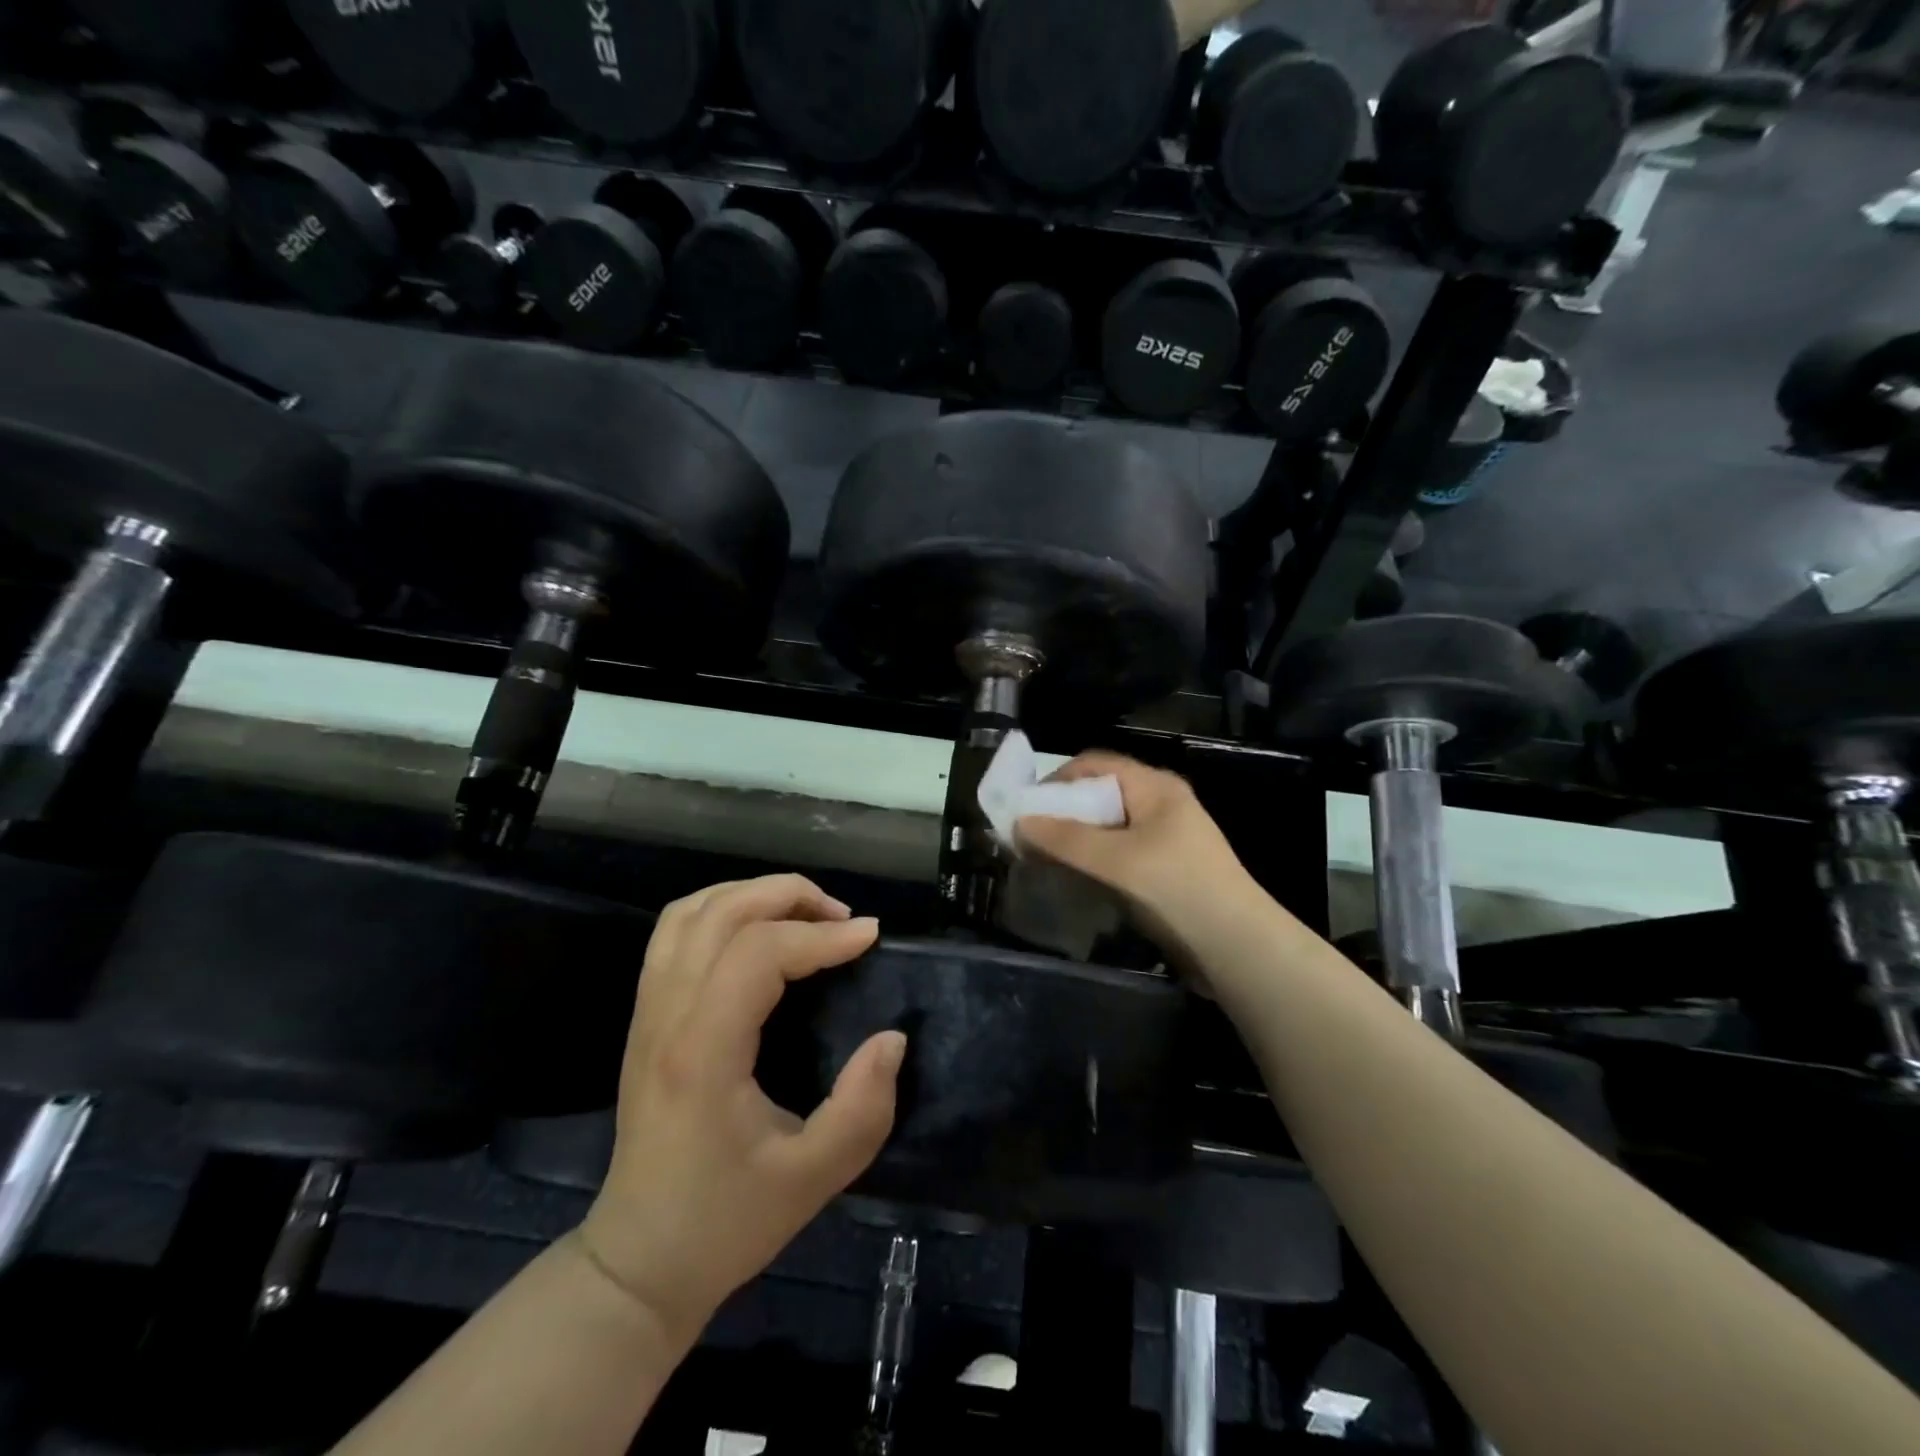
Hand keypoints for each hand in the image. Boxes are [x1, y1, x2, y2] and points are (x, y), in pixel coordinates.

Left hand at [579, 876, 904, 1347]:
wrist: (639, 1263)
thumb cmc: (725, 1222)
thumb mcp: (812, 1180)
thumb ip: (863, 1109)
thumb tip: (892, 1038)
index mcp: (702, 1052)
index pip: (759, 953)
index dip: (822, 936)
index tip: (872, 939)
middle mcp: (667, 1016)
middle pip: (723, 912)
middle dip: (791, 896)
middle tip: (844, 918)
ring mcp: (648, 1011)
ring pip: (692, 911)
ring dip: (754, 894)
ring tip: (805, 914)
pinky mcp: (645, 1016)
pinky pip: (675, 932)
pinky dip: (721, 909)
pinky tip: (758, 930)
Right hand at [1016, 753, 1264, 968]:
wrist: (1239, 949)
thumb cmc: (1178, 891)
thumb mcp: (1116, 861)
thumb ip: (1065, 840)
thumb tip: (1019, 824)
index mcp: (1154, 787)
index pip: (1093, 764)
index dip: (1055, 781)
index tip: (1024, 810)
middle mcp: (1159, 804)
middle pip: (1098, 795)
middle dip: (1061, 814)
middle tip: (1028, 840)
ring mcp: (1165, 838)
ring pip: (1106, 827)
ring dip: (1074, 841)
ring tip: (1044, 862)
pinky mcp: (1165, 869)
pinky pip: (1118, 854)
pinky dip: (1092, 862)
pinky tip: (1074, 882)